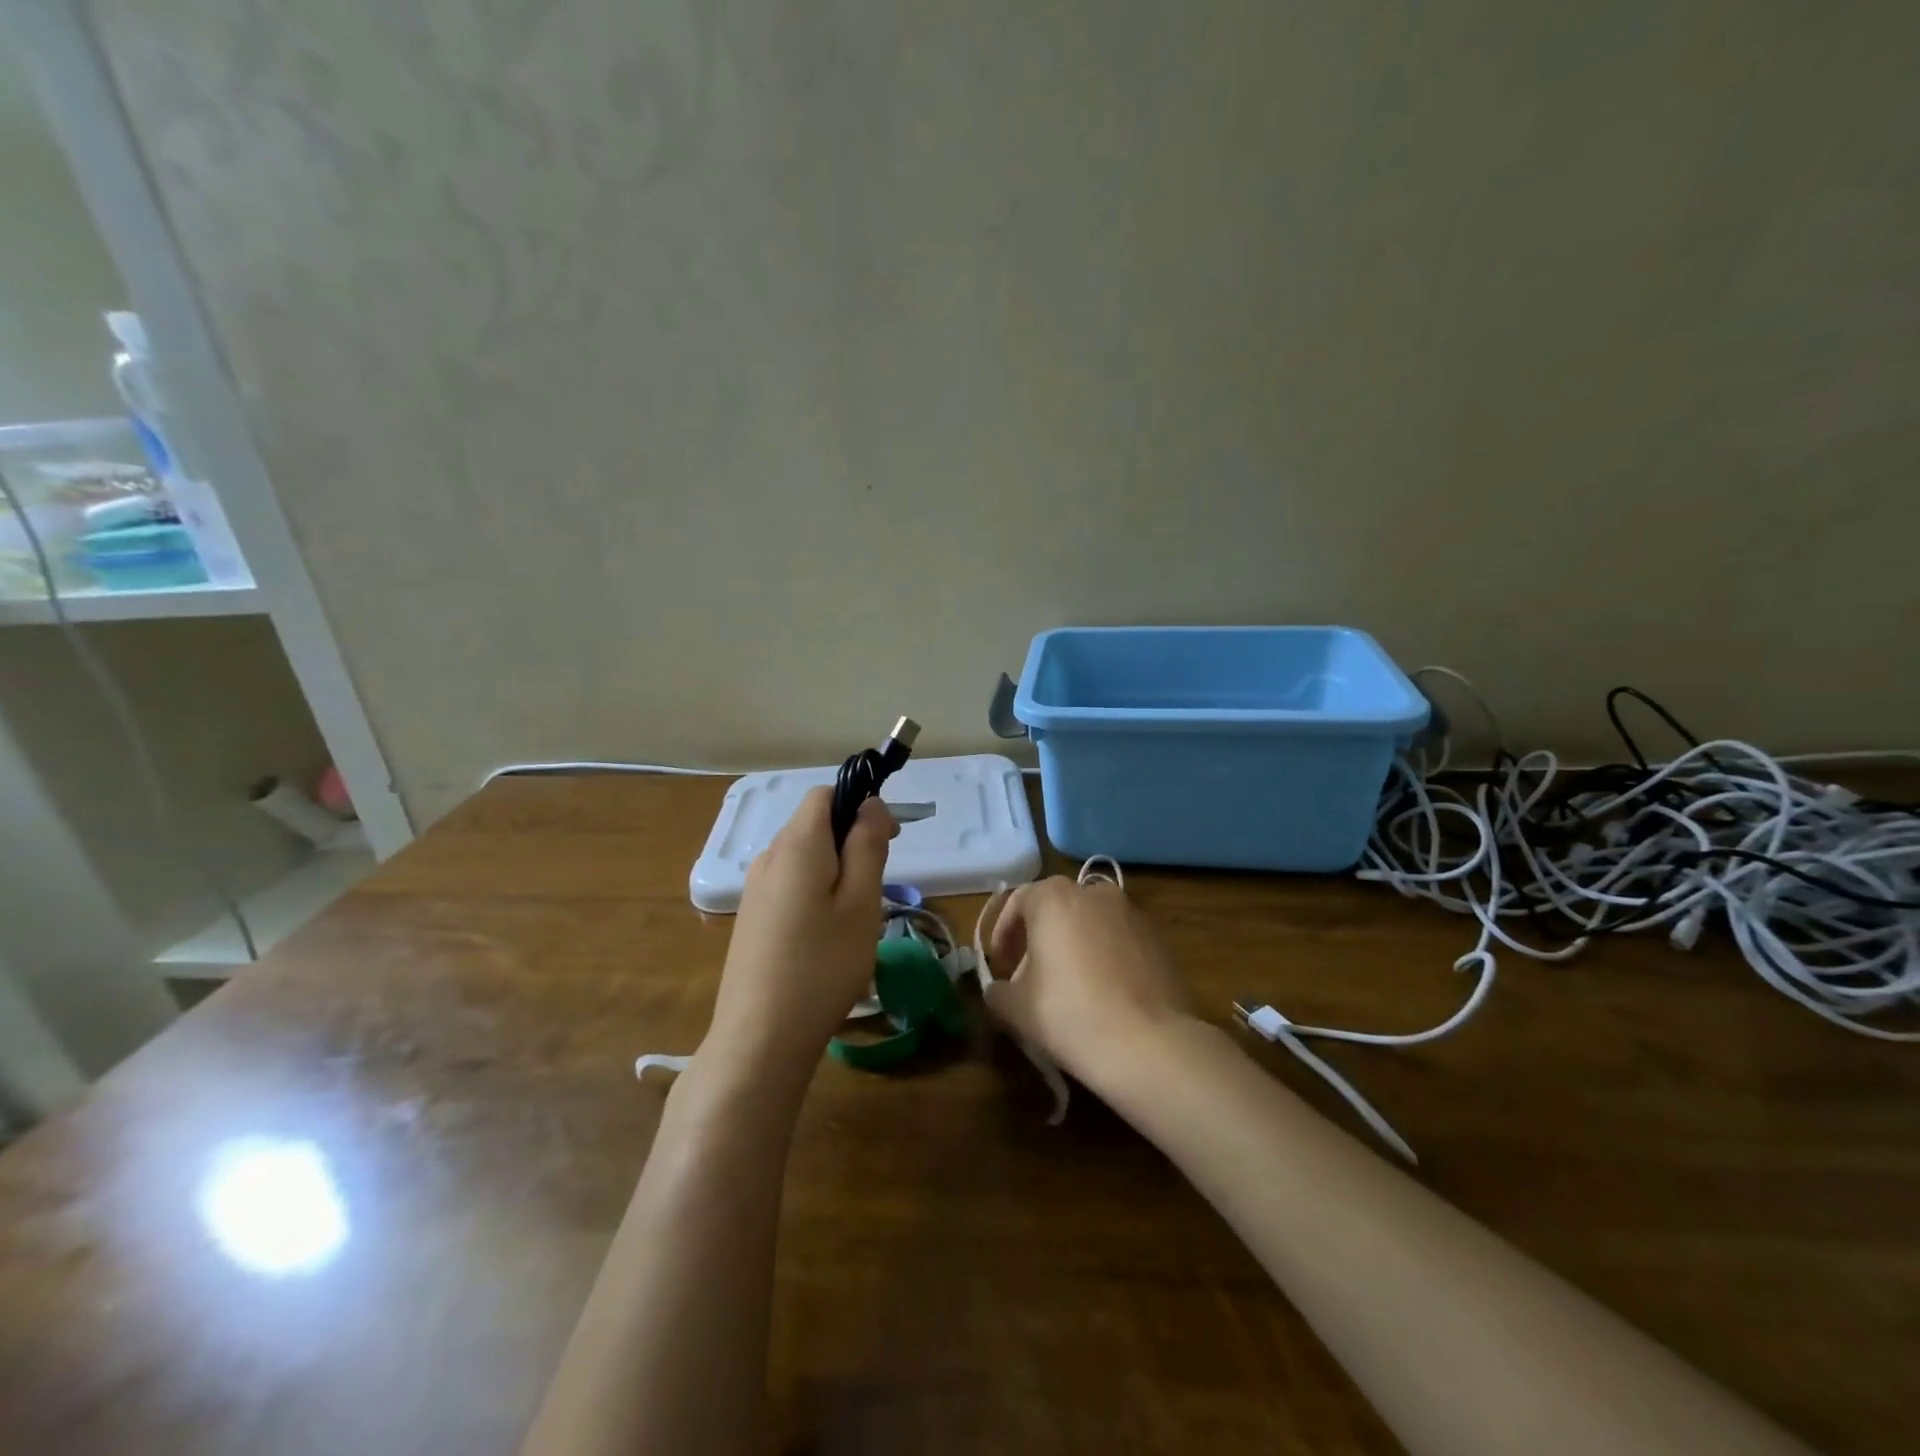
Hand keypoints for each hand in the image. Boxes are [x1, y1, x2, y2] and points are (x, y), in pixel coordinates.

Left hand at [703, 787, 897, 1085]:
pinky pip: (790, 884)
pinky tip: (826, 936)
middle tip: (879, 885)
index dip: (860, 804)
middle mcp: (768, 857)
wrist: (760, 1038)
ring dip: (836, 870)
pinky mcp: (751, 918)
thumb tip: (871, 804)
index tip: (888, 839)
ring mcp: (754, 889)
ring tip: (855, 918)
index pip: (826, 794)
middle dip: (851, 841)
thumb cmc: (822, 966)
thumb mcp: (861, 903)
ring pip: (804, 858)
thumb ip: (868, 846)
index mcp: (796, 845)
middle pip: (814, 825)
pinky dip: (815, 892)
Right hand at [983, 876, 1190, 1085]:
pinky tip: (1104, 995)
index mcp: (1054, 897)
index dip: (1004, 933)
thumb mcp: (1016, 1009)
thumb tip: (1000, 990)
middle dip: (1039, 939)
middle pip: (1056, 909)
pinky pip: (1120, 941)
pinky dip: (1105, 957)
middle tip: (1030, 977)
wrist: (1149, 1043)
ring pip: (1090, 923)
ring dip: (1074, 946)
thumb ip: (998, 991)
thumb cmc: (1070, 1014)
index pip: (1018, 902)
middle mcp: (1094, 893)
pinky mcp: (1159, 939)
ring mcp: (1132, 914)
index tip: (1001, 964)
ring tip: (1069, 987)